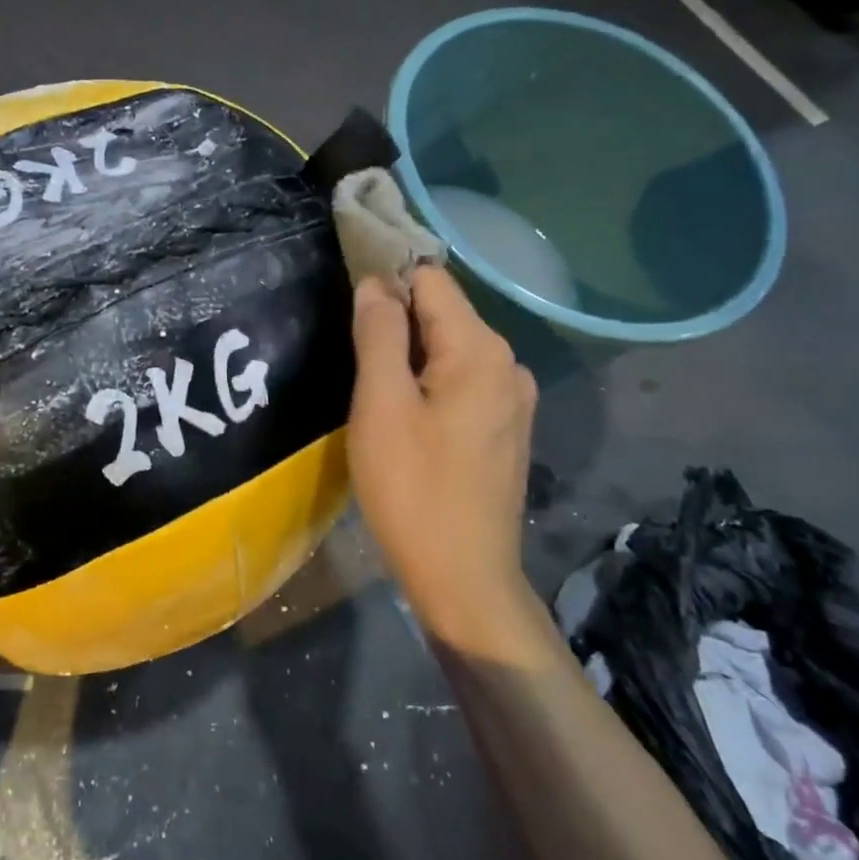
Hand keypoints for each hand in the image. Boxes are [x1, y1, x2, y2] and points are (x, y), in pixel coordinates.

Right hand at [347, 268, 537, 648]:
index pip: (430, 281)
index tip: (345, 305)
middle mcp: (508, 364)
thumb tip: (375, 283)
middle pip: (442, 314)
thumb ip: (378, 334)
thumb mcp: (382, 405)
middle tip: (350, 359)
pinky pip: (461, 382)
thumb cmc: (413, 489)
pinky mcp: (506, 429)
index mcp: (480, 350)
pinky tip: (406, 418)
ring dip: (409, 357)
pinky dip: (429, 384)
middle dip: (395, 323)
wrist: (464, 578)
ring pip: (449, 350)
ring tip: (372, 392)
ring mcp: (513, 399)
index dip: (385, 282)